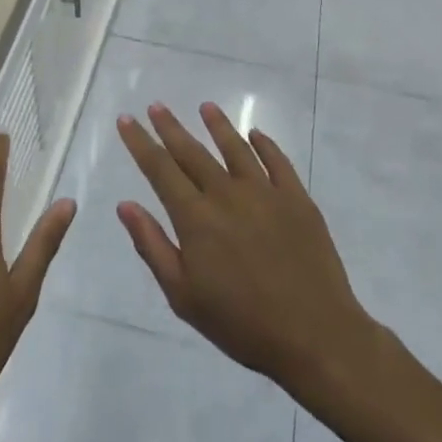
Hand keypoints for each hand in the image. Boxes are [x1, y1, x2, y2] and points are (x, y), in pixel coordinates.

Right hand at [116, 104, 375, 392]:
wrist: (316, 336)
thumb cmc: (242, 324)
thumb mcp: (183, 296)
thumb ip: (152, 246)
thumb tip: (126, 204)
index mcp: (195, 218)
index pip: (160, 169)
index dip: (140, 142)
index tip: (126, 119)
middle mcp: (227, 194)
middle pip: (192, 151)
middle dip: (170, 127)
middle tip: (157, 105)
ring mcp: (265, 193)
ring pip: (235, 147)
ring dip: (218, 125)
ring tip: (205, 106)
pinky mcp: (298, 199)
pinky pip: (278, 161)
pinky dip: (264, 144)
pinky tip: (256, 134)